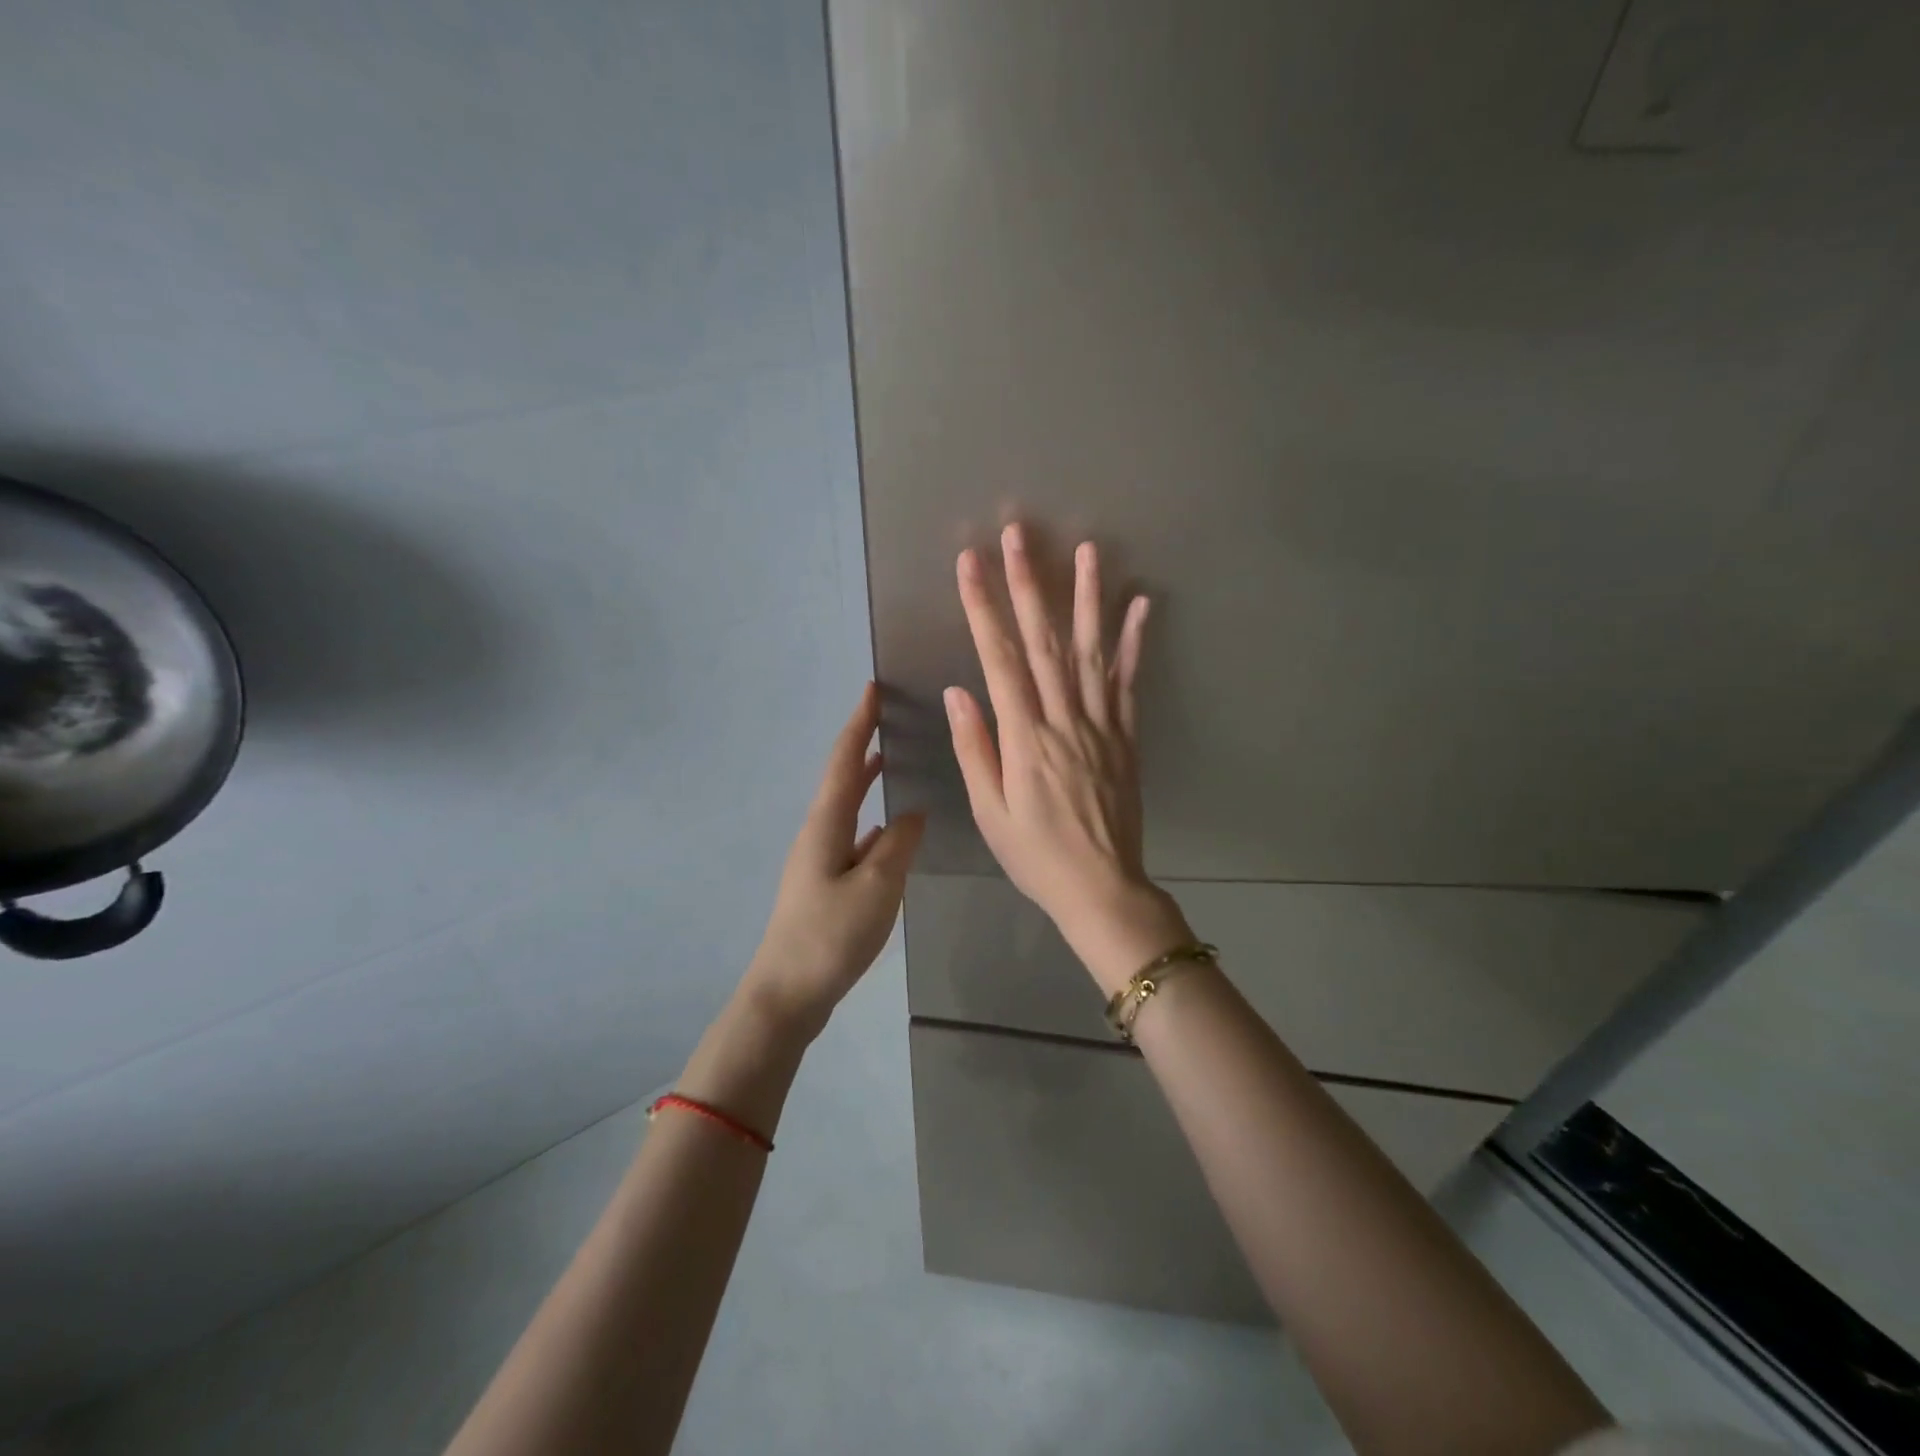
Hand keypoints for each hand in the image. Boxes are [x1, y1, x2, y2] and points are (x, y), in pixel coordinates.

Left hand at [743, 682, 925, 1039]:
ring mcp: (818, 860)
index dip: (859, 724)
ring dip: (866, 781)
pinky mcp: (824, 884)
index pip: (844, 761)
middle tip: (888, 719)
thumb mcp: (876, 887)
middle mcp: (817, 833)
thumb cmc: (830, 936)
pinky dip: (872, 821)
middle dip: (862, 746)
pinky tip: (891, 830)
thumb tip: (912, 813)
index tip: (872, 688)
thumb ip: (899, 845)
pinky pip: (853, 837)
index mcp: (825, 825)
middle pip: (841, 779)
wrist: (786, 994)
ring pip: (847, 808)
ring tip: (891, 761)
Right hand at [946, 524, 1191, 992]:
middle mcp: (1064, 720)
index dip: (983, 607)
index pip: (998, 659)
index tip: (970, 564)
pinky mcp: (1127, 736)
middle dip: (1028, 584)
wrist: (1102, 888)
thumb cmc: (1036, 856)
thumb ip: (976, 748)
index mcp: (1024, 738)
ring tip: (1087, 550)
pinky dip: (1135, 642)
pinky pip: (1130, 682)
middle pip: (1043, 641)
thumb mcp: (990, 812)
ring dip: (1087, 597)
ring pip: (1091, 651)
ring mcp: (1101, 724)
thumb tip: (959, 690)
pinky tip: (1140, 605)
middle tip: (1019, 536)